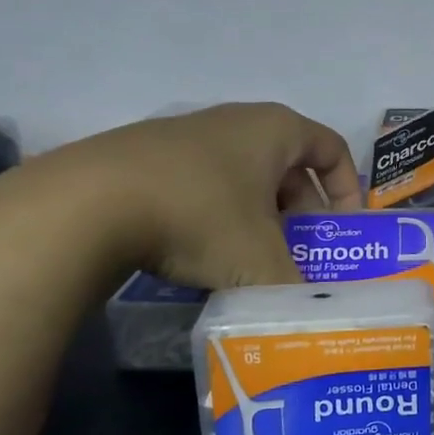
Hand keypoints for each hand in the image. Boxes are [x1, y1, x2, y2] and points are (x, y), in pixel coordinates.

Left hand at [27, 103, 362, 289]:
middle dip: (302, 213)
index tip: (343, 231)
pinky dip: (217, 216)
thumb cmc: (198, 217)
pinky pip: (204, 184)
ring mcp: (188, 135)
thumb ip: (296, 289)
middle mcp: (237, 121)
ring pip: (245, 178)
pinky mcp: (147, 156)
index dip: (348, 190)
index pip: (333, 149)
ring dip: (260, 218)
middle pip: (289, 167)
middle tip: (298, 254)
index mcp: (276, 130)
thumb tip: (312, 313)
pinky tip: (200, 253)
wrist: (85, 204)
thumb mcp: (260, 262)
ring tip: (250, 261)